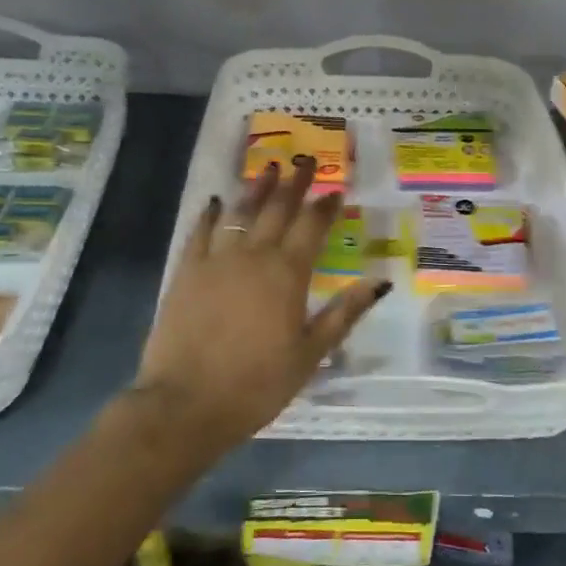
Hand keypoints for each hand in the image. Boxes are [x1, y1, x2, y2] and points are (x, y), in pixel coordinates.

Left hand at [133, 159, 390, 451]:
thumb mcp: (310, 355)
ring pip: (241, 212)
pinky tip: (216, 201)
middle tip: (306, 161)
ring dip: (257, 187)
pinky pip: (200, 232)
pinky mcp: (186, 271)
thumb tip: (379, 283)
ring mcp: (217, 260)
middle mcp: (254, 256)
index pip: (312, 227)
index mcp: (288, 274)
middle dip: (295, 183)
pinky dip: (211, 214)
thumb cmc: (257, 385)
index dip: (325, 206)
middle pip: (278, 209)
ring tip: (269, 167)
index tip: (335, 191)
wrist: (186, 404)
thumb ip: (344, 314)